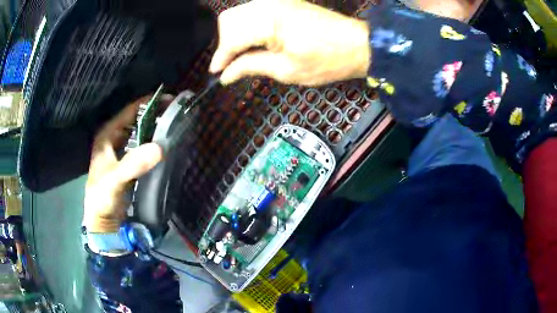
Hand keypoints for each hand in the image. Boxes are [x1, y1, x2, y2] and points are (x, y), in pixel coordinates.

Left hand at [84, 97, 162, 232]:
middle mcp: (114, 139)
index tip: (170, 100)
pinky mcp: (128, 163)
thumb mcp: (115, 179)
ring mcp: (121, 151)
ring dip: (155, 130)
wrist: (103, 220)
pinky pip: (142, 148)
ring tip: (174, 126)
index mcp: (107, 135)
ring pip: (140, 134)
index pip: (129, 111)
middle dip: (155, 115)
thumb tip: (160, 147)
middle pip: (136, 120)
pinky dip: (153, 145)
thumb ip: (134, 163)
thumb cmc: (103, 197)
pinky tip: (165, 145)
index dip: (148, 103)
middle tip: (176, 113)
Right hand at [209, 0, 369, 85]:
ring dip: (235, 34)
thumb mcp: (287, 70)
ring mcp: (277, 0)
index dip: (220, 57)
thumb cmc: (327, 61)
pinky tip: (255, 42)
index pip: (231, 38)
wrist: (357, 44)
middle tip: (231, 64)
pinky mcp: (284, 1)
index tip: (216, 73)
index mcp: (269, 21)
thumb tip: (226, 74)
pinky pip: (254, 11)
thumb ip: (251, 67)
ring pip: (239, 13)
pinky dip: (248, 26)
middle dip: (225, 43)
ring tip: (243, 55)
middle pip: (229, 20)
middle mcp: (269, 4)